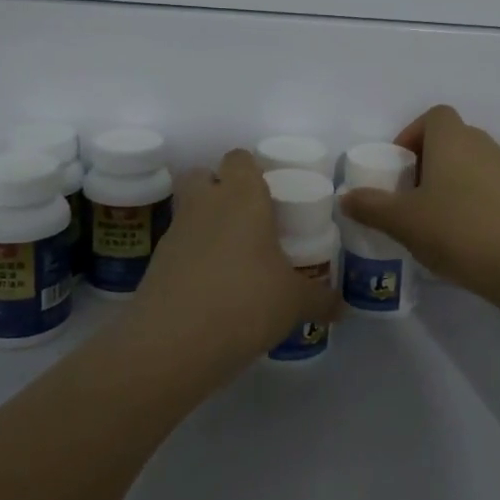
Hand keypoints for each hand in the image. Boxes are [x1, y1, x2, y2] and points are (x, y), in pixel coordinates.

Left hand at [137, 148, 338, 358]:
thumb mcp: (294, 302)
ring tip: (232, 259)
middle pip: (202, 175)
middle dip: (219, 189)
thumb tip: (343, 308)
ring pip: (187, 210)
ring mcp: (175, 231)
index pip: (240, 159)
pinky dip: (191, 258)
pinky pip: (177, 246)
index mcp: (242, 196)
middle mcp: (205, 203)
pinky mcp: (156, 262)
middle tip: (248, 220)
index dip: (252, 171)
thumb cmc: (246, 301)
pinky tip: (211, 288)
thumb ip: (320, 299)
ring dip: (205, 224)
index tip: (270, 195)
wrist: (175, 341)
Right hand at [339, 105, 499, 299]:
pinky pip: (491, 189)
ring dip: (453, 182)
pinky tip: (464, 236)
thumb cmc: (457, 229)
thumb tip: (346, 198)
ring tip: (435, 218)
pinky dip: (475, 202)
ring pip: (473, 165)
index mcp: (451, 138)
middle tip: (411, 194)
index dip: (413, 134)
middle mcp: (482, 144)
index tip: (400, 166)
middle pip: (452, 140)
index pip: (433, 116)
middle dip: (430, 161)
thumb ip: (371, 206)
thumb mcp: (402, 221)